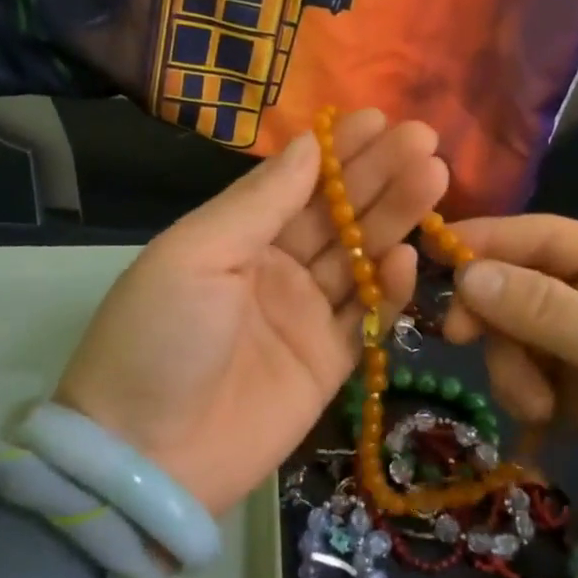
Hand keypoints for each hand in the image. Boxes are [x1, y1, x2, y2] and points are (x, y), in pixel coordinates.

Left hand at [54, 111, 448, 518]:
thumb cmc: (159, 338)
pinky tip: (409, 257)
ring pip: (359, 259)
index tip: (378, 119)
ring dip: (394, 220)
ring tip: (432, 178)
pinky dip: (390, 290)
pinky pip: (365, 319)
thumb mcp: (196, 255)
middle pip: (336, 215)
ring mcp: (303, 317)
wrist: (144, 459)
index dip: (337, 152)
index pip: (296, 183)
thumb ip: (259, 202)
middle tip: (423, 141)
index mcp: (236, 238)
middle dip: (378, 176)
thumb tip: (306, 144)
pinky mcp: (327, 364)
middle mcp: (274, 270)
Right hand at [442, 215, 577, 538]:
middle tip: (459, 338)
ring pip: (515, 335)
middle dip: (493, 315)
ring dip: (513, 368)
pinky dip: (525, 395)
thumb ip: (540, 307)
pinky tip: (544, 422)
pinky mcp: (577, 390)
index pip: (540, 235)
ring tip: (538, 407)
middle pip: (518, 286)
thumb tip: (466, 274)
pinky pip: (527, 376)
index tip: (433, 254)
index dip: (487, 241)